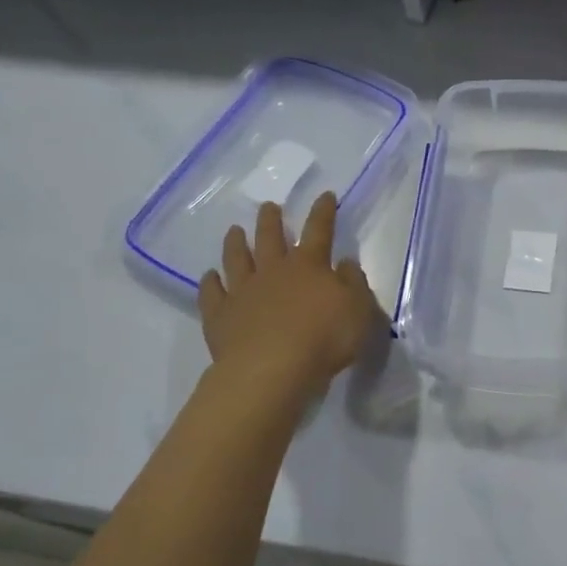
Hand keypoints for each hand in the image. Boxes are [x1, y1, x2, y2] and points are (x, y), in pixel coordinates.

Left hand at [198, 193, 379, 392]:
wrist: (271, 370)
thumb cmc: (324, 339)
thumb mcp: (358, 310)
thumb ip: (354, 283)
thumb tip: (345, 262)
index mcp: (309, 266)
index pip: (319, 230)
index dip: (323, 211)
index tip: (324, 195)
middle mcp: (273, 271)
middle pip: (270, 238)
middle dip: (271, 220)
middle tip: (268, 206)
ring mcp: (242, 292)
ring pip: (237, 259)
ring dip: (236, 243)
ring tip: (234, 230)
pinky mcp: (220, 316)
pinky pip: (212, 294)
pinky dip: (210, 283)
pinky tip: (209, 276)